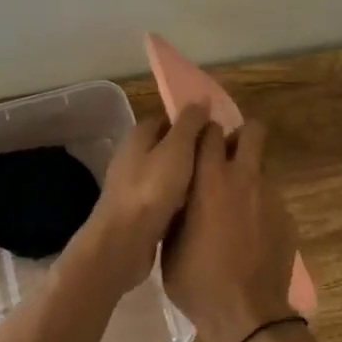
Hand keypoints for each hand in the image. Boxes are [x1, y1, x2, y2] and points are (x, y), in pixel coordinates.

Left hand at [73, 104, 210, 295]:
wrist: (123, 242)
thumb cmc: (152, 189)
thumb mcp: (177, 149)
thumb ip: (190, 123)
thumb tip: (201, 99)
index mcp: (139, 135)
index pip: (168, 119)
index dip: (193, 124)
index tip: (217, 134)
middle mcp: (131, 155)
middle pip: (167, 146)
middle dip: (191, 152)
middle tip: (219, 161)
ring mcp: (130, 184)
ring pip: (165, 173)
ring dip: (185, 178)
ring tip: (212, 184)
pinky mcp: (134, 210)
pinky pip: (161, 197)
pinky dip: (176, 200)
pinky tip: (194, 208)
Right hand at [162, 119, 300, 341]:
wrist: (248, 316)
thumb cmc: (198, 281)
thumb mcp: (170, 244)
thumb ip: (177, 208)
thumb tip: (179, 193)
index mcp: (210, 179)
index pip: (209, 130)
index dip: (203, 133)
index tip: (196, 144)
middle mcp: (245, 178)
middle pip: (253, 130)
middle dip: (240, 137)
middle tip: (224, 159)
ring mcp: (271, 196)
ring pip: (261, 166)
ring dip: (248, 174)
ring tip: (235, 205)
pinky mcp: (287, 217)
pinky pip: (270, 197)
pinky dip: (259, 205)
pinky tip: (249, 233)